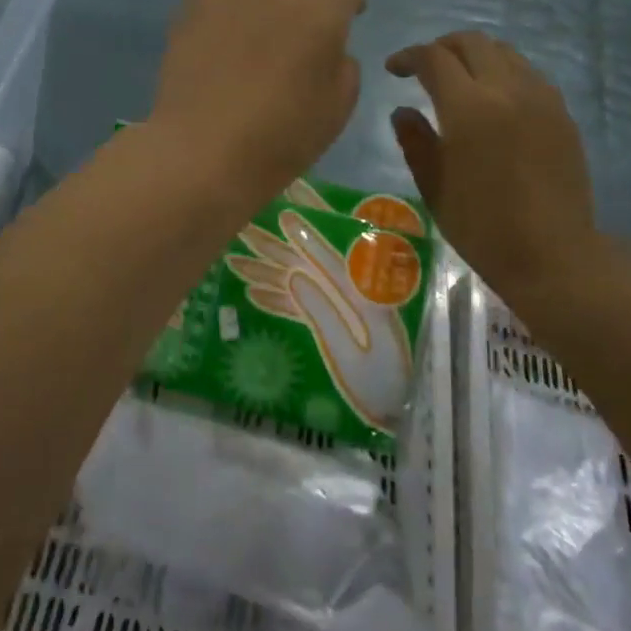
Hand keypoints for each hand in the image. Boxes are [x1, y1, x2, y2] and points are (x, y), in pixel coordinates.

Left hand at [150, 0, 364, 214]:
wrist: (202, 149)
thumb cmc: (279, 137)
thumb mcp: (337, 109)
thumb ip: (343, 65)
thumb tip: (330, 47)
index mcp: (321, 10)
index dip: (350, 1)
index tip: (348, 18)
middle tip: (303, 20)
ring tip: (262, 18)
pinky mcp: (195, 2)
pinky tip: (226, 27)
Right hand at [224, 208, 412, 429]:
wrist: (396, 414)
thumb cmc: (381, 384)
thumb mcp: (356, 353)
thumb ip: (325, 314)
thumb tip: (294, 277)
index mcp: (361, 294)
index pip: (329, 257)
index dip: (306, 236)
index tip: (283, 216)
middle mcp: (347, 294)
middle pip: (306, 263)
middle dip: (275, 246)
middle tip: (243, 228)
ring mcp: (336, 310)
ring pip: (296, 283)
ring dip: (267, 272)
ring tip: (234, 259)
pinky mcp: (330, 327)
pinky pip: (299, 307)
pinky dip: (277, 300)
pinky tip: (253, 294)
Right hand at [386, 32, 597, 287]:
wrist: (553, 255)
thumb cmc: (482, 226)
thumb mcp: (433, 185)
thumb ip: (415, 140)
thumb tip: (403, 110)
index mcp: (468, 107)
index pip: (434, 58)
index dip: (408, 56)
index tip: (394, 70)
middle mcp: (506, 90)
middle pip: (472, 42)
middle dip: (442, 47)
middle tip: (424, 67)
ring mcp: (540, 98)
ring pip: (504, 52)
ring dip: (475, 56)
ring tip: (459, 79)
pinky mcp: (562, 113)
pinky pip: (528, 73)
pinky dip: (503, 72)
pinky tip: (494, 99)